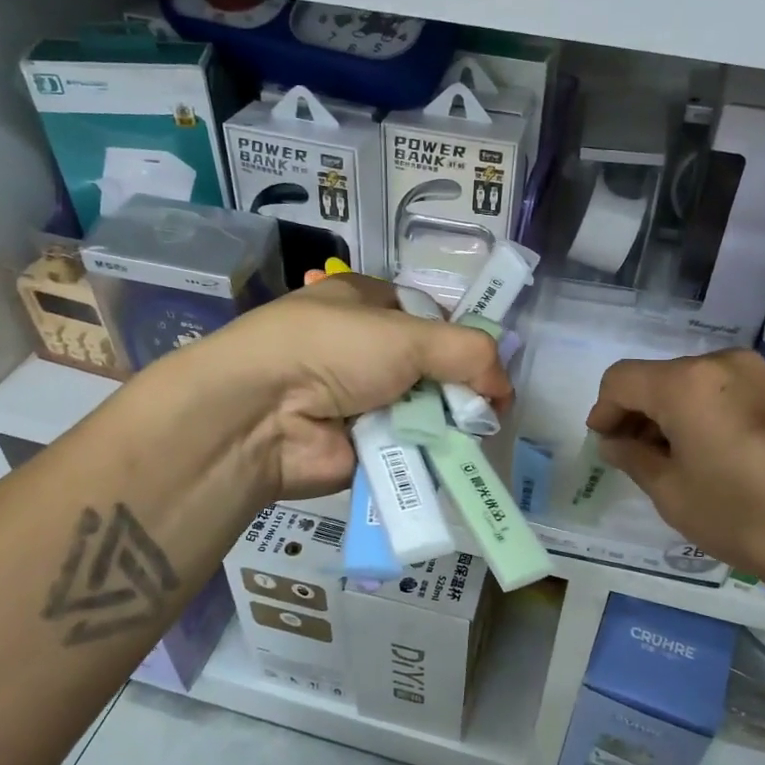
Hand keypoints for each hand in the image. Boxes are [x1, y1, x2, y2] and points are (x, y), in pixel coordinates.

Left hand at [179, 274, 509, 499]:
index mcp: (365, 304)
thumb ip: (468, 352)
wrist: (261, 415)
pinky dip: (426, 453)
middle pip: (431, 368)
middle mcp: (362, 349)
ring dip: (445, 424)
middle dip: (459, 388)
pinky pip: (408, 448)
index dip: (462, 339)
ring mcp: (360, 400)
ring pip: (423, 411)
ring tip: (466, 436)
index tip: (487, 366)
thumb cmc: (333, 350)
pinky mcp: (360, 446)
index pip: (429, 317)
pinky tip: (444, 459)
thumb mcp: (408, 334)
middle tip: (482, 410)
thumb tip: (503, 388)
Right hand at [586, 349, 764, 604]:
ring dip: (671, 413)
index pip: (622, 379)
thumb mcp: (671, 492)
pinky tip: (711, 453)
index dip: (604, 410)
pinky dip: (704, 413)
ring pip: (693, 383)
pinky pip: (726, 392)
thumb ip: (632, 457)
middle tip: (634, 457)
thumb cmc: (740, 514)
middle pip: (659, 377)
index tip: (604, 445)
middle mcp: (722, 363)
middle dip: (638, 412)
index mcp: (686, 382)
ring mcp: (759, 374)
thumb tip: (615, 441)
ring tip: (673, 459)